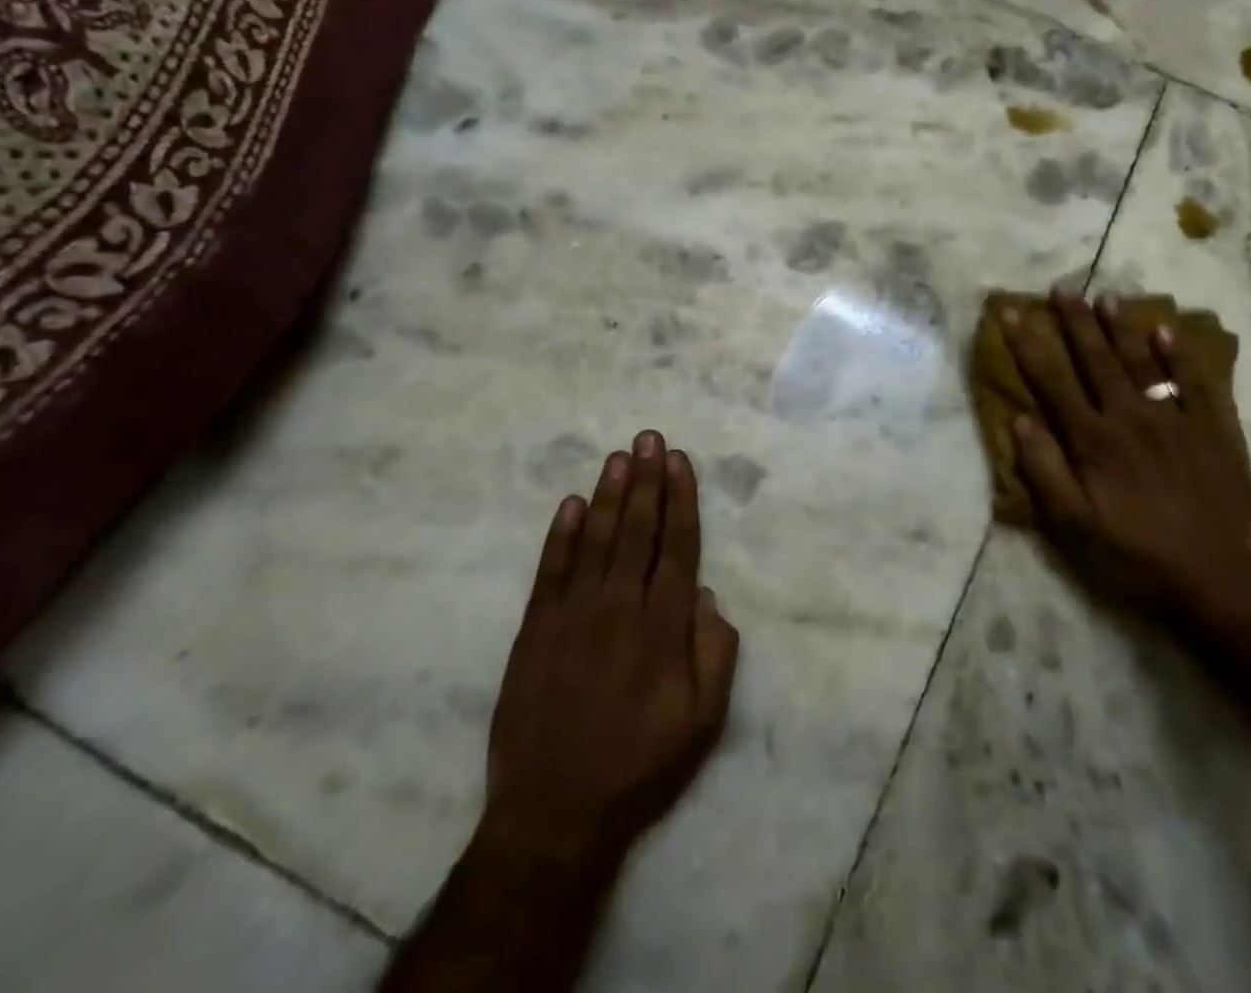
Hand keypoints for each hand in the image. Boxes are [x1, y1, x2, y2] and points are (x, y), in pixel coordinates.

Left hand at [476, 431, 739, 877]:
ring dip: (611, 494)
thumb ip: (716, 652)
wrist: (555, 812)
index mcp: (664, 625)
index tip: (680, 461)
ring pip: (598, 539)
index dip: (681, 499)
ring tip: (620, 455)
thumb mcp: (703, 721)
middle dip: (647, 480)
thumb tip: (707, 594)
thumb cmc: (640, 764)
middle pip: (638, 529)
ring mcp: (573, 614)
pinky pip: (551, 570)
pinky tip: (573, 504)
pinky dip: (562, 534)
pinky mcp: (535, 629)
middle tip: (650, 438)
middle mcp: (620, 606)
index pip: (677, 545)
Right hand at [1003, 293, 1250, 616]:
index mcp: (1093, 439)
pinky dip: (1179, 355)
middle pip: (1096, 360)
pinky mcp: (1209, 430)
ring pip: (1141, 362)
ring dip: (1121, 328)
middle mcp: (1129, 417)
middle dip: (1076, 322)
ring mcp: (1173, 419)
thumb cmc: (1133, 553)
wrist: (1215, 577)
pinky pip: (1194, 383)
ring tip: (1106, 298)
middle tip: (1063, 288)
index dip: (1029, 345)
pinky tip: (1166, 331)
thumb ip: (1044, 470)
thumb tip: (1020, 421)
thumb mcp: (1072, 525)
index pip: (1052, 381)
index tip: (1013, 313)